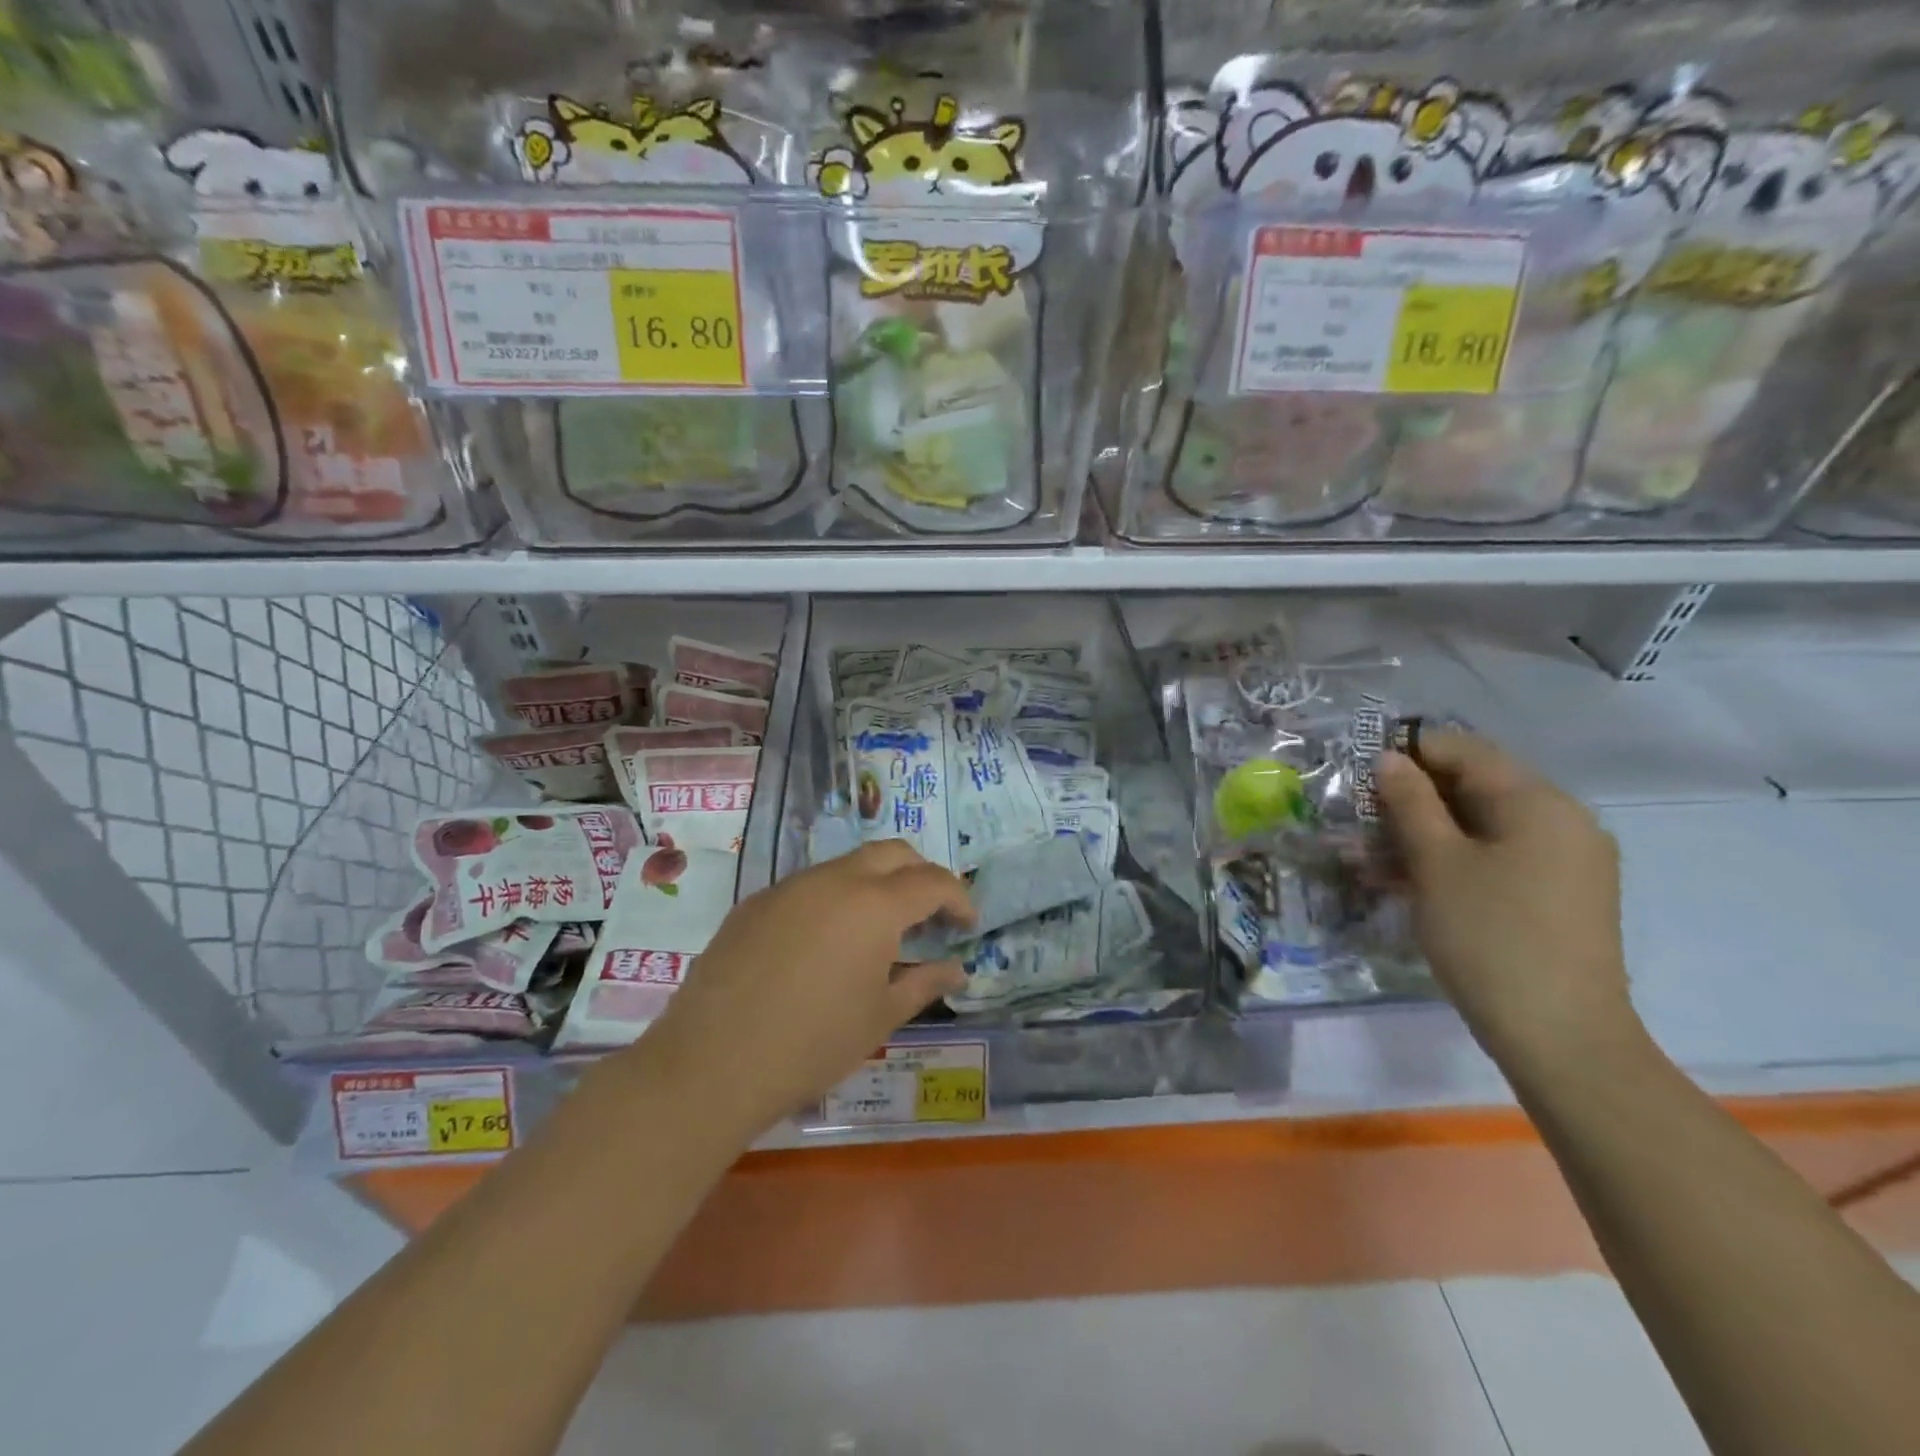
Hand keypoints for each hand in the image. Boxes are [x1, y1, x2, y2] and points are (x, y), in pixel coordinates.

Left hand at [626, 841, 973, 1140]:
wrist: (712, 1063)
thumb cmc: (812, 1044)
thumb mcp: (879, 1017)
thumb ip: (923, 983)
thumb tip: (956, 969)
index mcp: (874, 905)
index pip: (932, 881)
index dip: (958, 898)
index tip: (968, 923)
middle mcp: (834, 880)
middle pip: (891, 853)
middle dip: (920, 874)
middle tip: (931, 912)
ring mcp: (789, 886)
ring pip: (846, 865)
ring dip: (875, 884)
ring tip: (879, 931)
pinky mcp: (755, 903)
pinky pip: (808, 887)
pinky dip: (834, 900)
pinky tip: (825, 945)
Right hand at [1376, 731, 1640, 1071]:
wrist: (1560, 1036)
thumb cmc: (1489, 937)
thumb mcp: (1436, 863)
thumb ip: (1410, 803)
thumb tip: (1389, 759)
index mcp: (1540, 803)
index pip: (1466, 750)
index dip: (1410, 753)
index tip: (1361, 773)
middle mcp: (1563, 821)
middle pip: (1477, 786)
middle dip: (1415, 797)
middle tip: (1361, 819)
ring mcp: (1567, 861)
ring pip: (1484, 825)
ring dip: (1428, 831)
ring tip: (1374, 855)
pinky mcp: (1561, 895)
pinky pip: (1500, 856)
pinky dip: (1456, 858)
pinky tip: (1412, 880)